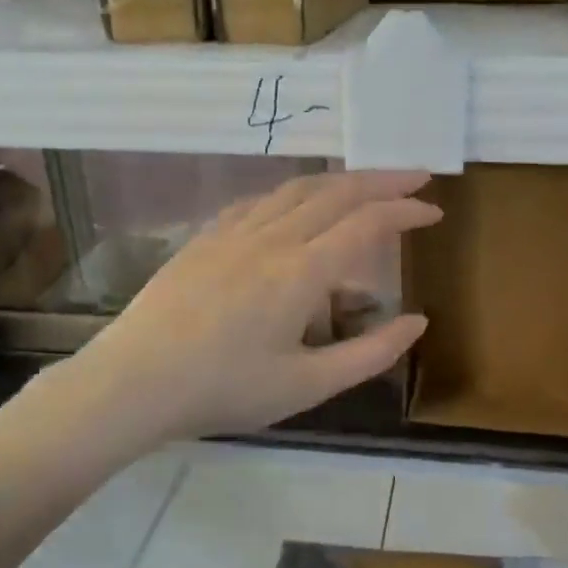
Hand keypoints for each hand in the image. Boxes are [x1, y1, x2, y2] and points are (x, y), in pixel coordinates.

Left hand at [73, 170, 437, 445]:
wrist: (133, 383)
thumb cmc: (224, 390)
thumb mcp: (307, 386)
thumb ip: (370, 353)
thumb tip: (418, 322)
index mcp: (300, 272)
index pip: (367, 223)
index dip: (405, 210)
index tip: (434, 210)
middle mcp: (270, 238)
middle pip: (336, 192)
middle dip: (381, 180)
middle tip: (415, 177)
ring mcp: (232, 233)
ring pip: (295, 189)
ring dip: (337, 181)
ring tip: (363, 186)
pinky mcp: (204, 239)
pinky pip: (258, 201)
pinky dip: (290, 195)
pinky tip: (293, 206)